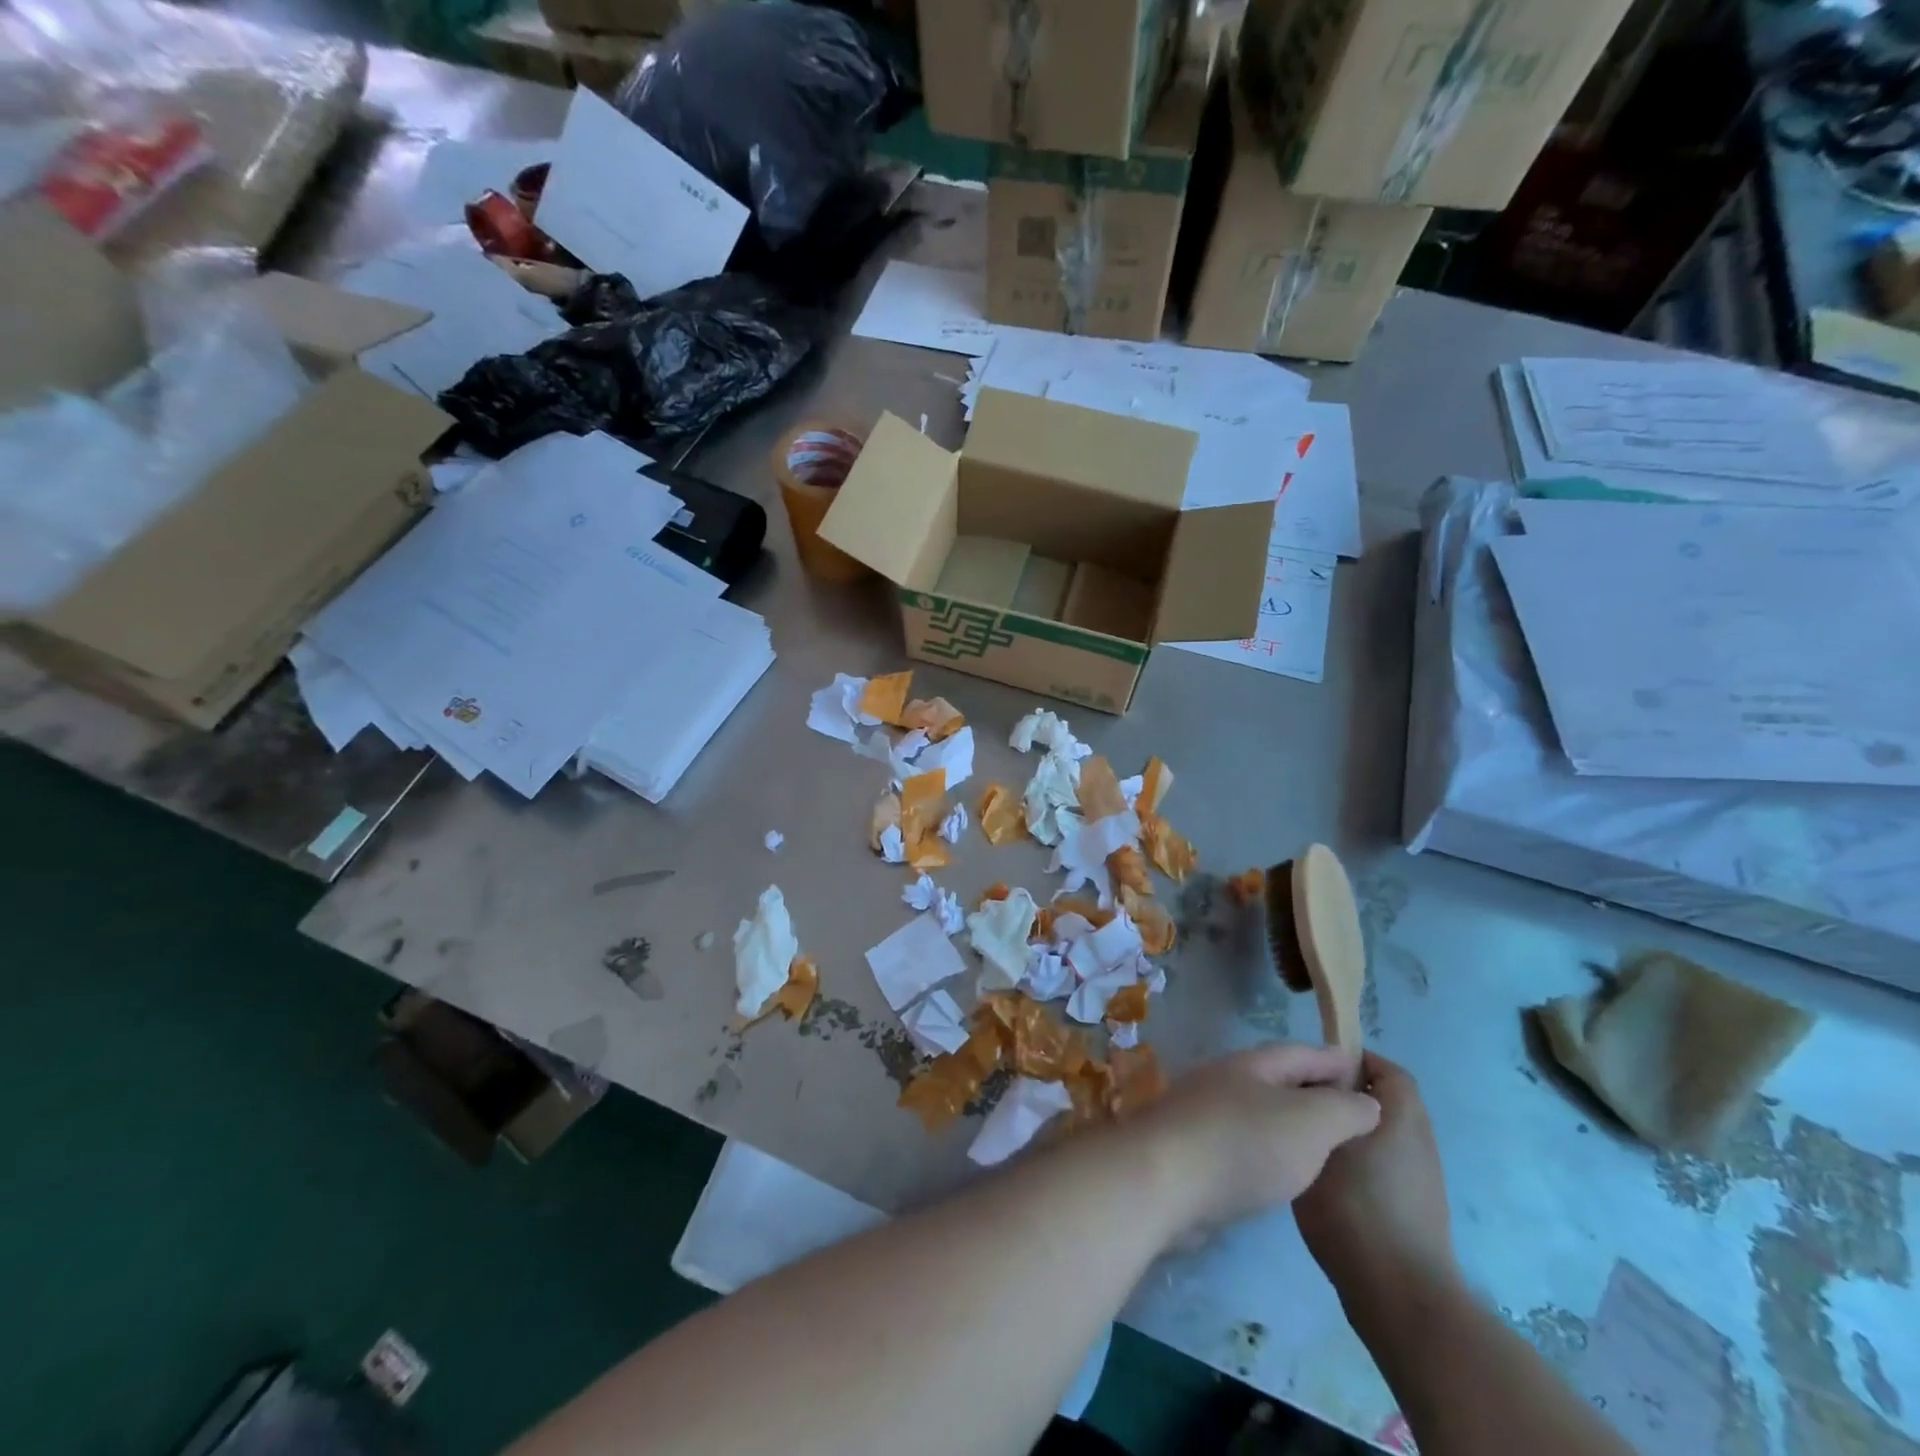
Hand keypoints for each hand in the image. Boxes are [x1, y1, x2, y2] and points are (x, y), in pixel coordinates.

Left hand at [1134, 1043, 1380, 1238]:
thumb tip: (1366, 1101)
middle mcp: (1223, 1080)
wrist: (1163, 1180)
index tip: (1364, 1071)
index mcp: (1251, 1064)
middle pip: (1276, 1079)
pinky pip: (1239, 1141)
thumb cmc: (1243, 1144)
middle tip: (1350, 1113)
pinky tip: (1278, 1174)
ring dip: (1287, 1122)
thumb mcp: (1311, 1123)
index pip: (1301, 1053)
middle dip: (1311, 1090)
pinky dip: (1265, 1150)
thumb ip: (1344, 1110)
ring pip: (1256, 1111)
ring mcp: (1201, 1113)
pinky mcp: (1190, 1150)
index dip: (1334, 1061)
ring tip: (1322, 1146)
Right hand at [1295, 1052, 1456, 1313]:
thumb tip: (1313, 1089)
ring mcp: (1421, 1178)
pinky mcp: (1414, 1208)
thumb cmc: (1355, 1207)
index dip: (1350, 1060)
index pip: (1384, 1068)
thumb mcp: (1320, 1144)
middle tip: (1300, 1101)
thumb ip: (1316, 1107)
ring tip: (1305, 1138)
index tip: (1311, 1069)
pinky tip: (1322, 1176)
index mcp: (1402, 1115)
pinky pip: (1382, 1164)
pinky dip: (1355, 1160)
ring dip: (1346, 1130)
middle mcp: (1419, 1140)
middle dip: (1341, 1096)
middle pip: (1380, 1101)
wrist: (1399, 1295)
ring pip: (1378, 1134)